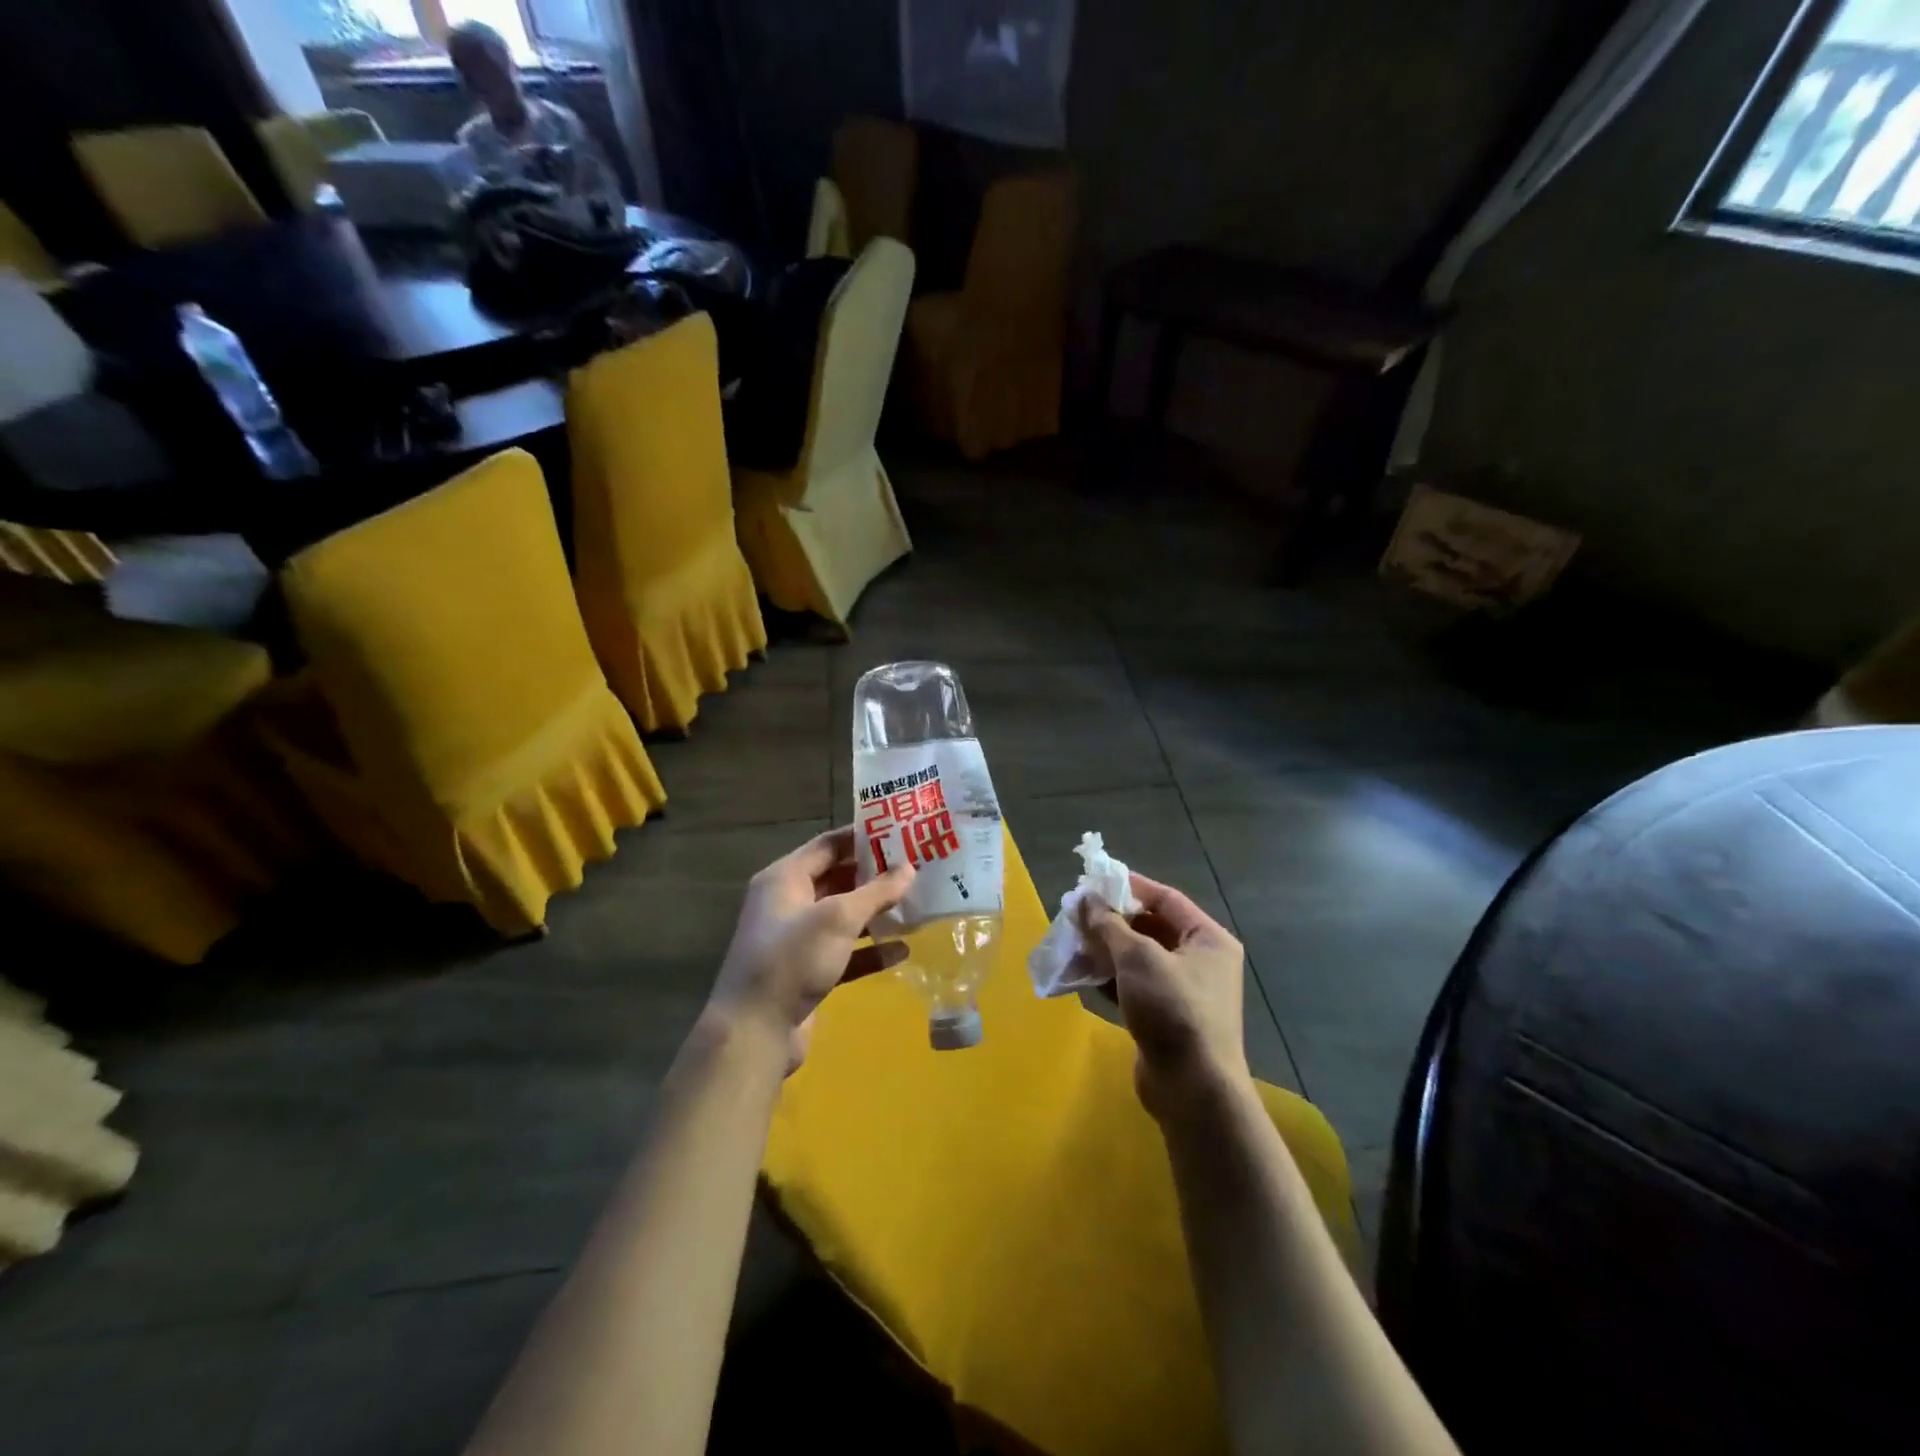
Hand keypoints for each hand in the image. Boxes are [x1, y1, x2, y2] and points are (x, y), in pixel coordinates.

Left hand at [708, 826, 914, 1071]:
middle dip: (875, 875)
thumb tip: (908, 868)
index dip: (863, 837)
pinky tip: (902, 951)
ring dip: (876, 912)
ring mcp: (797, 940)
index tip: (901, 832)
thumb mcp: (838, 918)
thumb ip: (876, 891)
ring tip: (915, 905)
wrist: (755, 1032)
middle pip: (837, 879)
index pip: (828, 845)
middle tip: (916, 868)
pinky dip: (870, 950)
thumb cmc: (793, 959)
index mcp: (785, 878)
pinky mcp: (808, 972)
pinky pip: (845, 952)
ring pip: (843, 917)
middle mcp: (788, 903)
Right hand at [1080, 874, 1250, 1119]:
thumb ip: (1109, 925)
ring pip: (1138, 958)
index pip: (1166, 899)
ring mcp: (1182, 991)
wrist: (1192, 1089)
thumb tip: (1085, 899)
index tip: (1094, 881)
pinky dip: (1109, 977)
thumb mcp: (1138, 958)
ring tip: (1071, 941)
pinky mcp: (1164, 1017)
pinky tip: (1081, 973)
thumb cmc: (1173, 1010)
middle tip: (1075, 913)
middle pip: (1150, 927)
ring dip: (1105, 949)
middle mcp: (1200, 961)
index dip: (1129, 887)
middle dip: (1112, 921)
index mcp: (1208, 939)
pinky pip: (1133, 985)